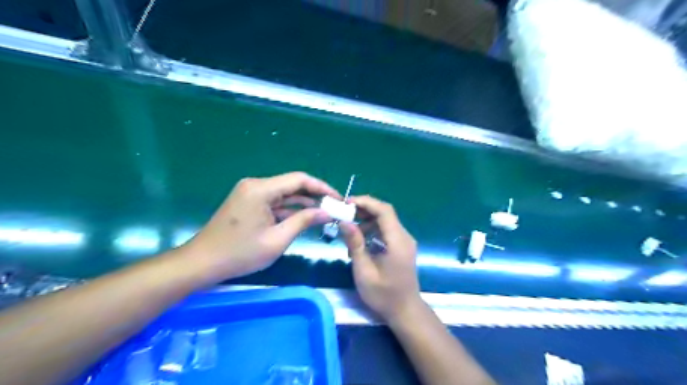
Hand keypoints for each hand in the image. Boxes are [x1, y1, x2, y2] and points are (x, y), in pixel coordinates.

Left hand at [180, 174, 338, 281]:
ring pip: (284, 193)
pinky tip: (303, 217)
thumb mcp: (277, 239)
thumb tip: (327, 212)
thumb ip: (303, 221)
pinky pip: (274, 201)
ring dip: (302, 203)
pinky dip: (289, 209)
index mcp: (260, 189)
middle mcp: (255, 185)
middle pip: (292, 184)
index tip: (337, 199)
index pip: (299, 179)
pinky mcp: (248, 202)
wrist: (201, 263)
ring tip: (323, 213)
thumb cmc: (239, 254)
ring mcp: (250, 193)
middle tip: (333, 208)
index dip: (321, 187)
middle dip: (314, 195)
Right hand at [338, 196, 421, 323]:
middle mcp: (404, 237)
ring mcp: (404, 241)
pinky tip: (359, 240)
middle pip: (385, 213)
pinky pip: (386, 230)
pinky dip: (372, 229)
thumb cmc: (383, 295)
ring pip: (385, 221)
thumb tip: (344, 222)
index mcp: (397, 241)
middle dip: (364, 209)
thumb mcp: (364, 271)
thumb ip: (355, 244)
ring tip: (348, 228)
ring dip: (366, 220)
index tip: (346, 203)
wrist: (405, 311)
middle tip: (343, 213)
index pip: (384, 211)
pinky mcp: (401, 246)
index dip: (366, 202)